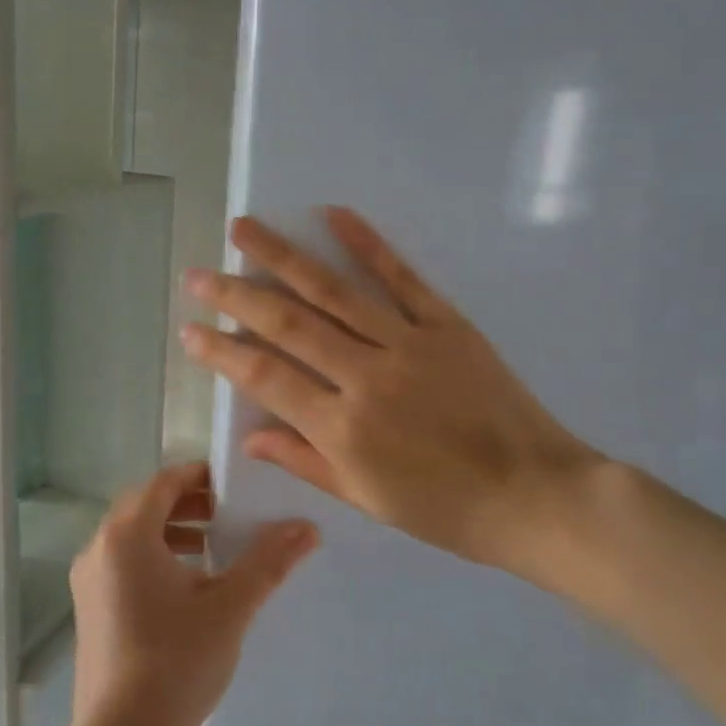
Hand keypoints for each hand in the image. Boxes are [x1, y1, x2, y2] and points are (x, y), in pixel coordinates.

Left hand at [68, 462, 318, 725]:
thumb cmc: (175, 663)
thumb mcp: (230, 607)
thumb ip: (268, 561)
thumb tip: (307, 527)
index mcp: (127, 535)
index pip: (164, 482)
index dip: (201, 477)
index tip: (237, 486)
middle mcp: (99, 549)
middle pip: (146, 506)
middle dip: (190, 504)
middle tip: (231, 514)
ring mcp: (89, 582)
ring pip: (134, 537)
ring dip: (174, 532)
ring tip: (215, 549)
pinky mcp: (90, 610)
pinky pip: (124, 565)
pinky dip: (157, 560)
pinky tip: (189, 589)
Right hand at [181, 207, 607, 581]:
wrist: (535, 494)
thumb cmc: (446, 510)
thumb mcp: (366, 498)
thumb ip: (305, 461)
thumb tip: (249, 435)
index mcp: (342, 429)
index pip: (265, 377)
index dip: (222, 351)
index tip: (190, 330)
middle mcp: (365, 377)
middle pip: (288, 323)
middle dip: (235, 296)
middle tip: (198, 274)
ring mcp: (408, 344)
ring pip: (333, 291)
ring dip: (283, 256)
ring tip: (243, 229)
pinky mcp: (448, 324)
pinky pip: (402, 277)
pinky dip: (367, 243)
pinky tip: (333, 215)